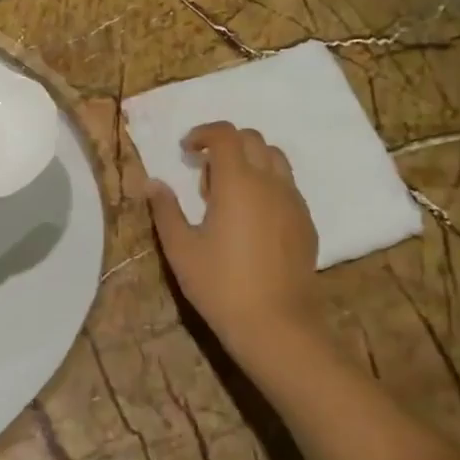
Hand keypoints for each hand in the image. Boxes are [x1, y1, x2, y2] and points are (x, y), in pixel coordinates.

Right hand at [147, 123, 326, 360]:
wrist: (276, 325)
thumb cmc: (220, 285)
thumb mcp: (180, 248)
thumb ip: (165, 209)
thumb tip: (153, 183)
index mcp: (238, 182)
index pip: (225, 134)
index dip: (202, 134)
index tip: (186, 151)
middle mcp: (270, 182)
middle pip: (252, 139)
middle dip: (226, 145)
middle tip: (204, 175)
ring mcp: (293, 202)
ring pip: (276, 159)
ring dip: (250, 160)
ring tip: (229, 193)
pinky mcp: (306, 222)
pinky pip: (287, 186)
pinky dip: (267, 184)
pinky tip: (251, 218)